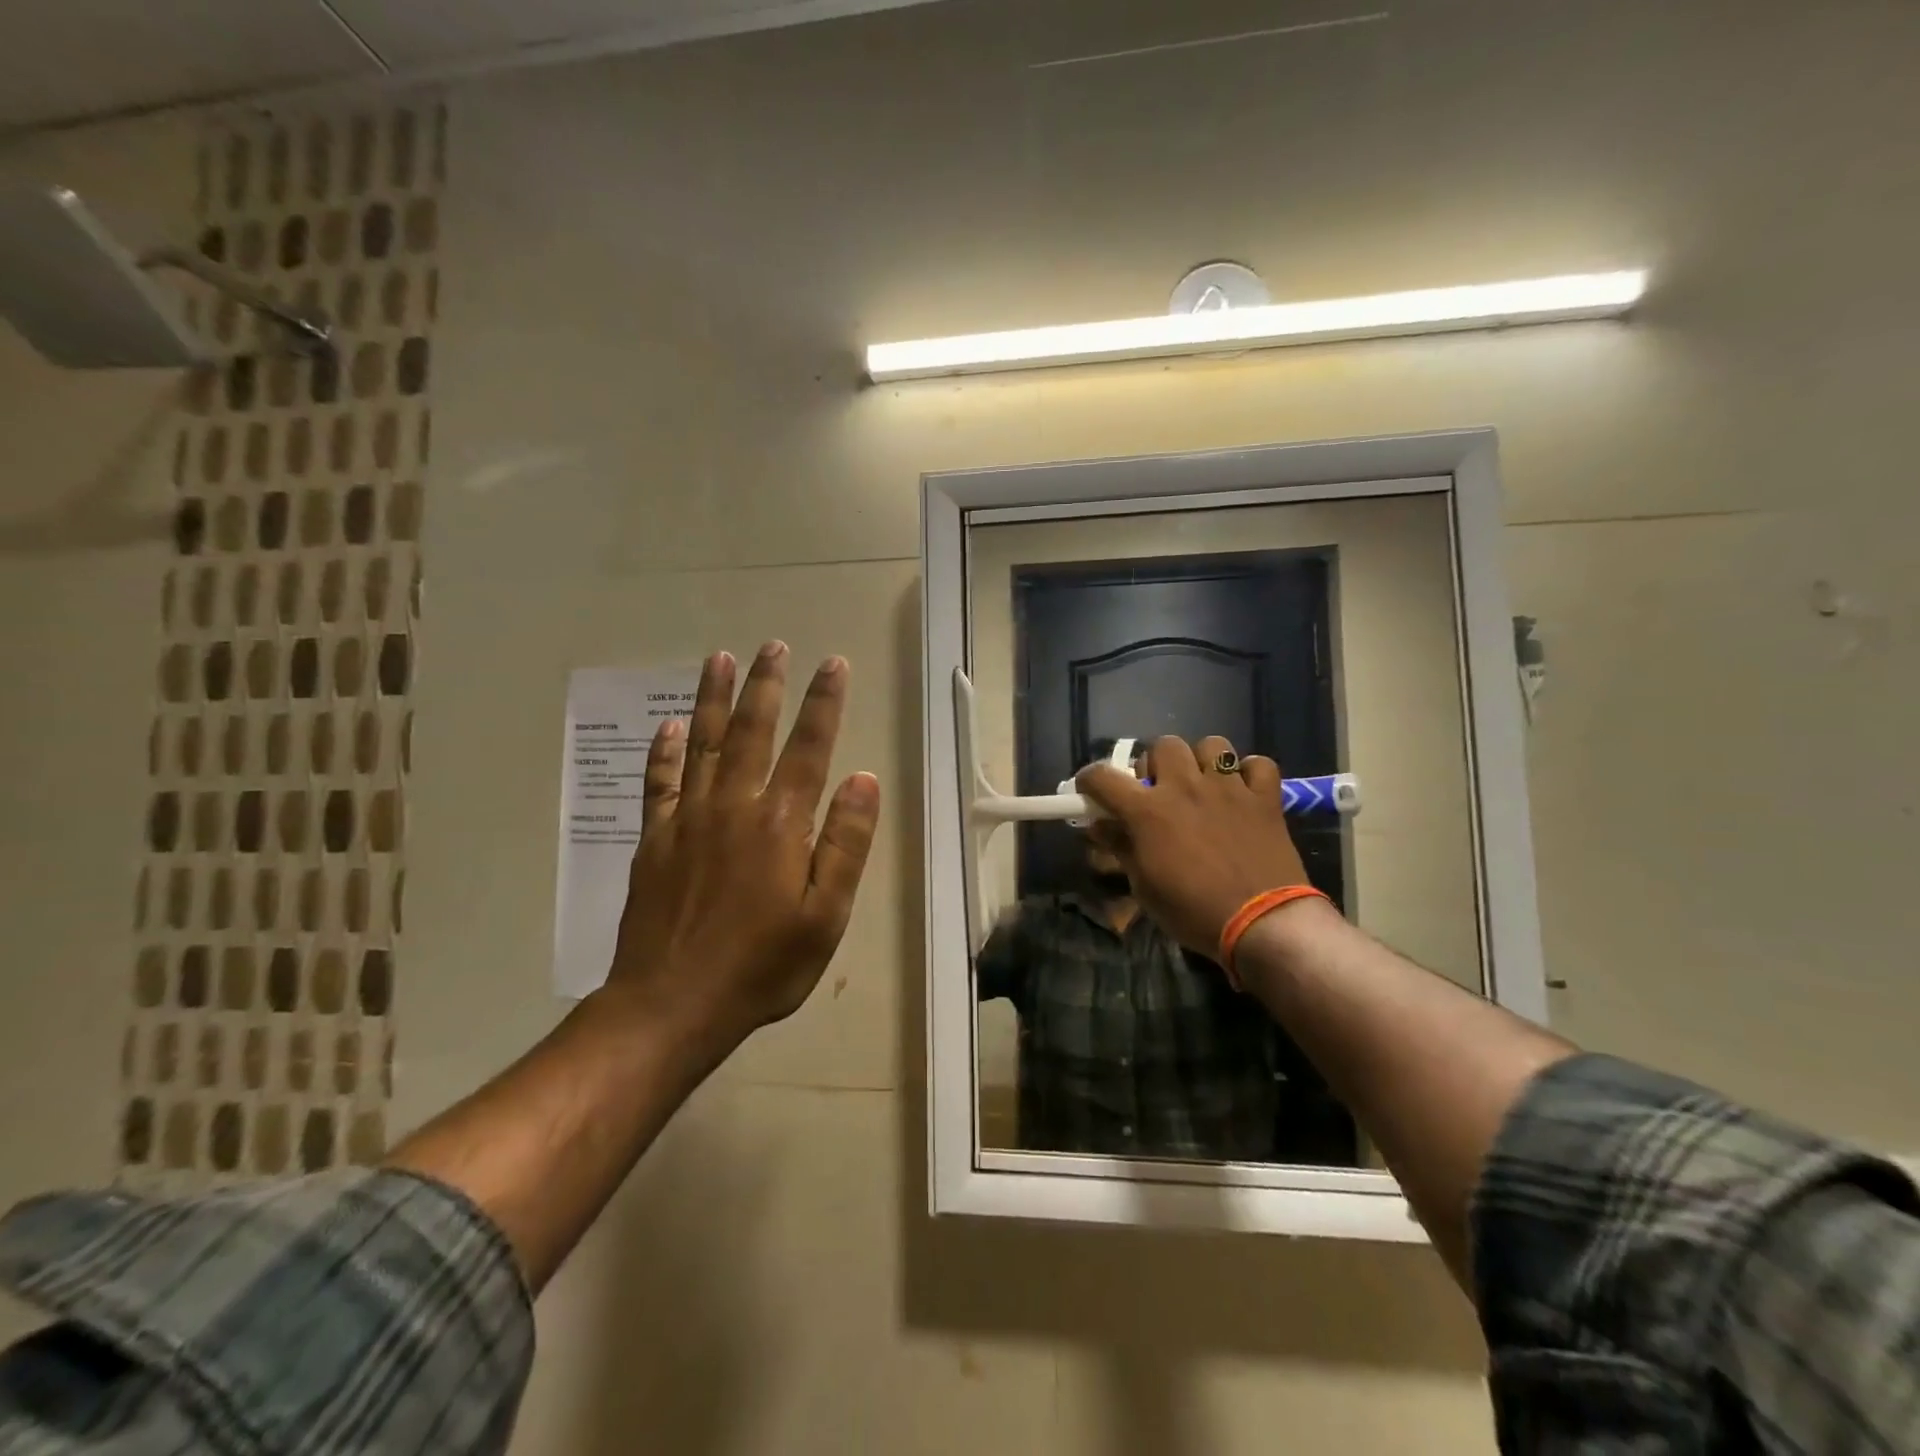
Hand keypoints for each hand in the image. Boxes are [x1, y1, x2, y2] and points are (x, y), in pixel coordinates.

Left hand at [607, 642, 880, 1048]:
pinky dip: (665, 751)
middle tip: (772, 646)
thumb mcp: (825, 916)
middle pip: (752, 732)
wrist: (672, 1004)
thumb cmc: (762, 966)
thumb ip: (845, 843)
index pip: (809, 748)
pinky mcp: (655, 840)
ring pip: (703, 744)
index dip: (823, 703)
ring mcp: (688, 820)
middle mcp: (733, 806)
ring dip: (714, 698)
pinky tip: (669, 725)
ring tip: (720, 658)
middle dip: (765, 685)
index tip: (832, 664)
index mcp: (781, 824)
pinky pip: (660, 783)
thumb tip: (863, 778)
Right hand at [1076, 734, 1309, 955]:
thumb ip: (1122, 848)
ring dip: (1202, 761)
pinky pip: (1259, 765)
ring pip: (1212, 745)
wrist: (1262, 924)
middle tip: (1158, 790)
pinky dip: (1250, 774)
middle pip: (1163, 745)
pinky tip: (1244, 791)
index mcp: (1148, 810)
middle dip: (1156, 763)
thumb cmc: (1193, 911)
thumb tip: (1101, 826)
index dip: (1090, 780)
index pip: (1103, 777)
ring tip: (1203, 785)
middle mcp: (1185, 787)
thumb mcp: (1144, 887)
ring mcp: (1229, 788)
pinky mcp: (1265, 798)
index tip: (1090, 790)